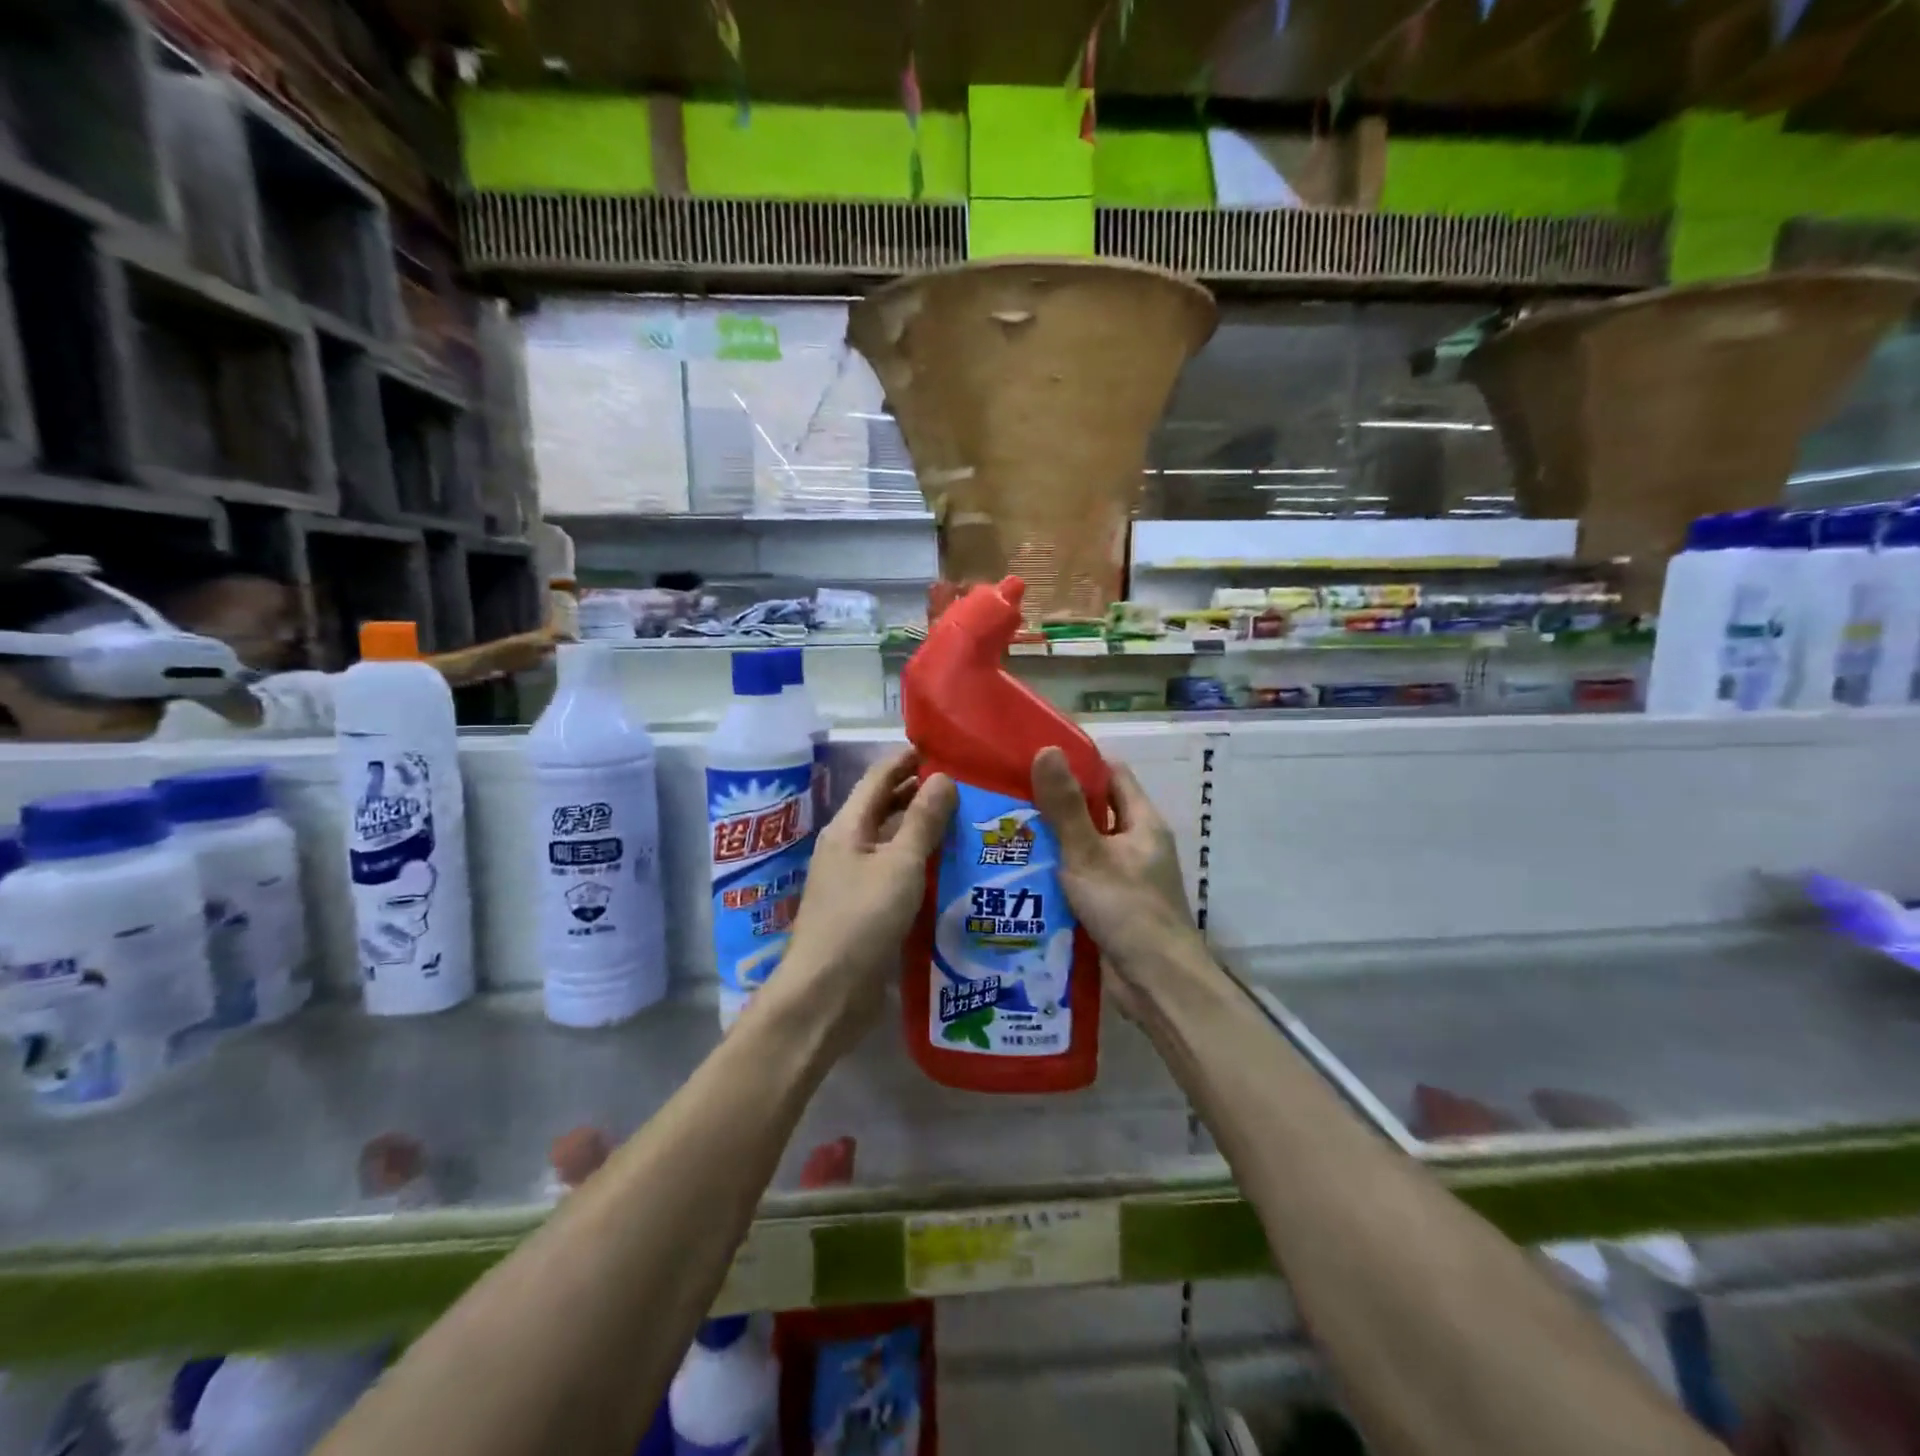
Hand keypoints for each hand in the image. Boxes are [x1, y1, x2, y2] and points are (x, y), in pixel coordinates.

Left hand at [781, 748, 955, 1040]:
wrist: (827, 994)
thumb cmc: (861, 919)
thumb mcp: (899, 865)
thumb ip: (922, 821)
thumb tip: (943, 777)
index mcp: (848, 828)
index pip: (878, 778)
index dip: (906, 760)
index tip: (941, 747)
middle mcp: (849, 848)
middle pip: (885, 809)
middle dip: (920, 794)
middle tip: (966, 786)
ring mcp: (856, 881)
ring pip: (894, 844)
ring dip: (924, 831)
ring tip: (968, 822)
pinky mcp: (867, 911)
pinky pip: (898, 875)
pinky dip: (923, 865)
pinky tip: (954, 869)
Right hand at [1030, 748, 1199, 990]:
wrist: (1157, 986)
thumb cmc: (1128, 911)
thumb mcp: (1089, 854)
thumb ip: (1065, 807)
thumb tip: (1047, 749)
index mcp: (1142, 823)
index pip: (1112, 775)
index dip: (1079, 762)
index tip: (1036, 757)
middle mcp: (1135, 845)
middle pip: (1093, 811)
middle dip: (1054, 804)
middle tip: (1007, 795)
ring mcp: (1123, 878)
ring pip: (1082, 848)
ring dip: (1050, 842)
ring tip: (1002, 832)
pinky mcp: (1109, 907)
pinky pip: (1078, 880)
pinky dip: (1053, 875)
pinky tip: (1018, 875)